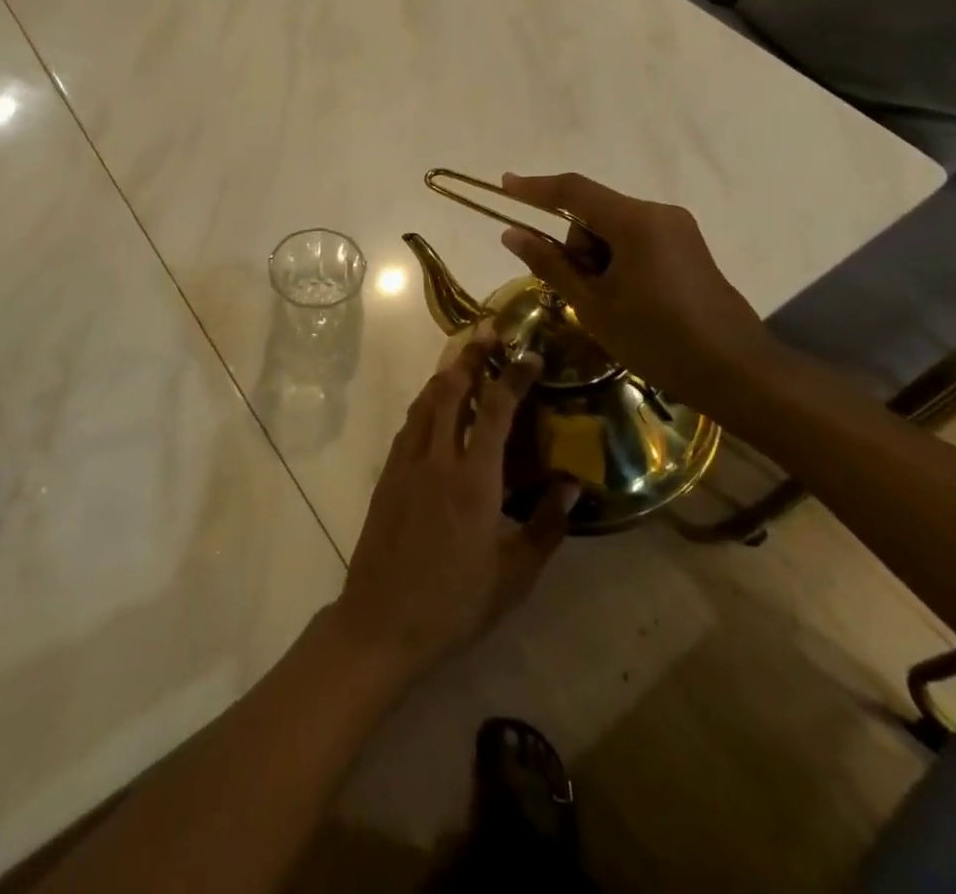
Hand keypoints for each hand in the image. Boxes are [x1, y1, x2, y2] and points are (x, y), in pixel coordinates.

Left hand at [328, 340, 577, 684]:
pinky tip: (434, 407)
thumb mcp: (515, 575)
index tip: (529, 354)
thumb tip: (572, 484)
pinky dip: (425, 404)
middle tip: (488, 333)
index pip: (494, 411)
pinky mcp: (387, 476)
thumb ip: (546, 525)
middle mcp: (436, 459)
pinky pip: (408, 425)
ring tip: (463, 358)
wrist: (383, 622)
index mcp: (473, 480)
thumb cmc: (456, 603)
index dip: (513, 377)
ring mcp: (406, 464)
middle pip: (450, 390)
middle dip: (470, 356)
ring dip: (445, 374)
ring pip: (424, 402)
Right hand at [497, 171, 778, 404]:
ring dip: (597, 258)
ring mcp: (677, 229)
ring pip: (613, 229)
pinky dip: (617, 261)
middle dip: (575, 246)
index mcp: (634, 221)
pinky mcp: (686, 247)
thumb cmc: (657, 339)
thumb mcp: (593, 305)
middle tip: (579, 293)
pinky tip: (626, 299)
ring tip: (608, 305)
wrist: (736, 371)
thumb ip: (551, 264)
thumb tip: (512, 234)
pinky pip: (635, 241)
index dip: (534, 188)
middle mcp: (658, 213)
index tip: (504, 184)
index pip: (573, 191)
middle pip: (593, 213)